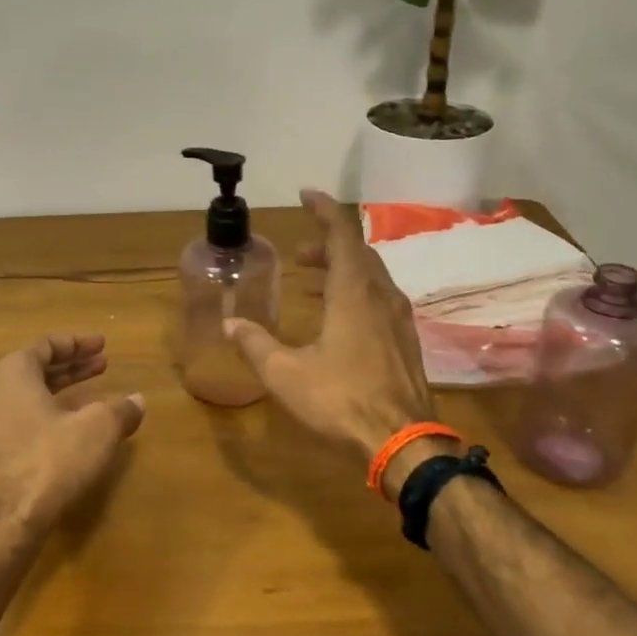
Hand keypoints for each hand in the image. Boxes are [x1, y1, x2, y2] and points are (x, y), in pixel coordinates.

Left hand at [0, 333, 145, 531]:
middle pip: (35, 370)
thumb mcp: (98, 428)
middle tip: (103, 365)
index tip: (103, 345)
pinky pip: (23, 423)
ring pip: (28, 398)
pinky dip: (50, 417)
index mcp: (13, 374)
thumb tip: (138, 401)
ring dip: (61, 393)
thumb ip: (119, 410)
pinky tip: (73, 432)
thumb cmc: (52, 458)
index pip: (46, 345)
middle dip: (72, 367)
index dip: (77, 343)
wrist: (6, 520)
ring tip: (93, 397)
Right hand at [223, 190, 436, 462]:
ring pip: (372, 276)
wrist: (404, 442)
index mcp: (354, 293)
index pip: (342, 233)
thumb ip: (256, 345)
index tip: (306, 194)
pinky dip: (357, 292)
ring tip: (313, 281)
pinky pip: (381, 299)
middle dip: (328, 244)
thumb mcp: (286, 374)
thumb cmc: (342, 400)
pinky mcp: (407, 341)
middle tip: (300, 252)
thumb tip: (229, 324)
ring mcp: (400, 319)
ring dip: (343, 269)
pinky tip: (341, 318)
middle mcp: (381, 296)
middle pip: (358, 252)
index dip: (324, 209)